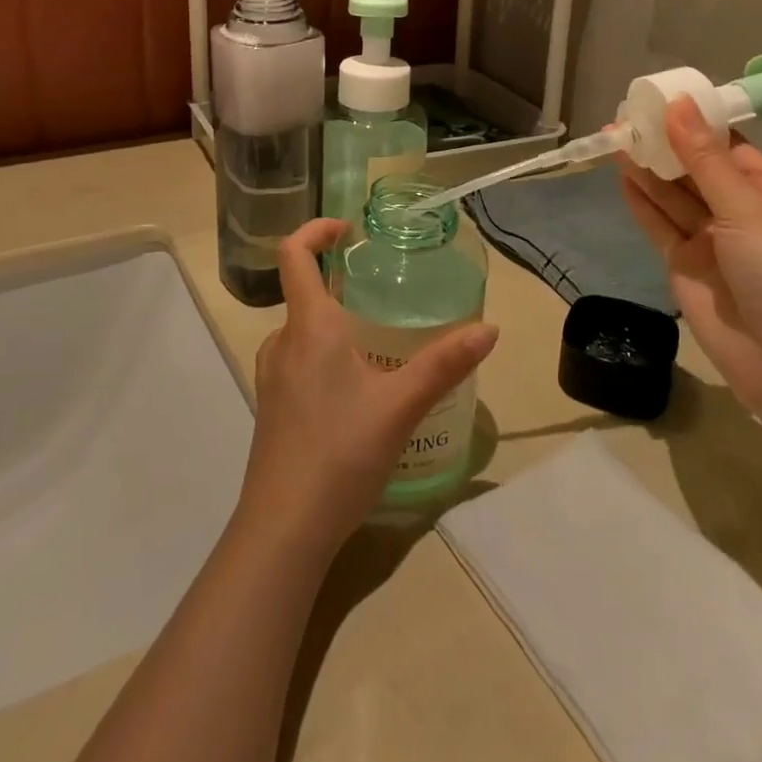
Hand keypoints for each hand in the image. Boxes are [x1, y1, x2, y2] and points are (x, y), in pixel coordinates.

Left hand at [239, 219, 498, 553]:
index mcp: (309, 327)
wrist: (283, 530)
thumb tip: (489, 328)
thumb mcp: (401, 405)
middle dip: (341, 284)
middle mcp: (282, 343)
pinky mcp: (272, 407)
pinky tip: (356, 389)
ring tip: (377, 342)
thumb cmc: (339, 453)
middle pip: (304, 292)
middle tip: (384, 293)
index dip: (316, 230)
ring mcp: (271, 377)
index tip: (349, 230)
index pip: (294, 255)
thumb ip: (445, 363)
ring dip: (334, 323)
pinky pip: (298, 360)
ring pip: (302, 330)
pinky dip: (324, 354)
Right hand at [621, 97, 761, 412]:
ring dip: (646, 169)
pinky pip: (659, 225)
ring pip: (672, 195)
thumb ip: (704, 160)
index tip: (655, 100)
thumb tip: (677, 104)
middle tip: (623, 119)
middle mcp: (739, 210)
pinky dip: (641, 203)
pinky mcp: (685, 265)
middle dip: (662, 144)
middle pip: (693, 168)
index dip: (690, 122)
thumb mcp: (746, 210)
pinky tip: (621, 177)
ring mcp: (711, 240)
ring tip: (613, 138)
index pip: (724, 145)